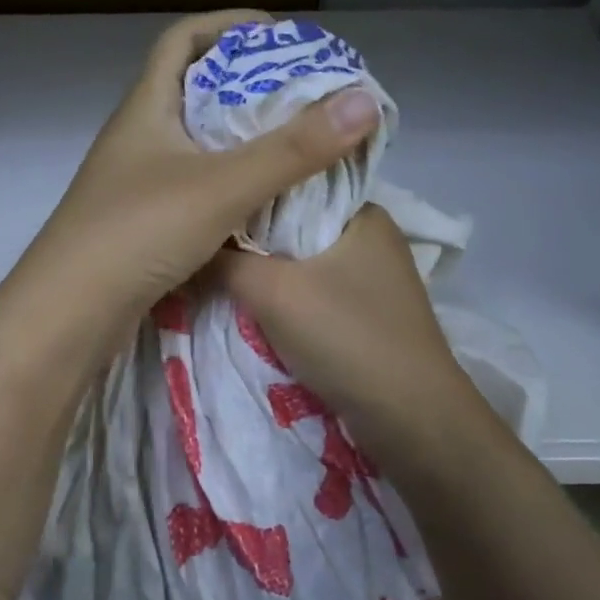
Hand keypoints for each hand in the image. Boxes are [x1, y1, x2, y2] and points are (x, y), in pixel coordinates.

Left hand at [23, 10, 380, 323]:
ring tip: (292, 143)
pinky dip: (227, 182)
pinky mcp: (140, 223)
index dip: (227, 25)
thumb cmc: (138, 232)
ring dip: (238, 137)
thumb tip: (364, 101)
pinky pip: (192, 186)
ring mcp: (134, 183)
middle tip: (301, 93)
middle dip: (245, 83)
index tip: (279, 35)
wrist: (69, 313)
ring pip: (193, 143)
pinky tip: (260, 200)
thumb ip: (293, 149)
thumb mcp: (222, 185)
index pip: (181, 41)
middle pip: (191, 90)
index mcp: (145, 109)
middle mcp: (136, 138)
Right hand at [208, 204, 477, 450]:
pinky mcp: (366, 314)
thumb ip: (225, 261)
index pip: (296, 181)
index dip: (250, 188)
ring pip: (302, 261)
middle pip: (296, 224)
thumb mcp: (271, 291)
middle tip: (202, 237)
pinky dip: (285, 297)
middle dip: (253, 235)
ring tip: (217, 269)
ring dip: (266, 271)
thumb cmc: (345, 336)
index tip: (209, 200)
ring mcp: (372, 279)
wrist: (408, 417)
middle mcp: (372, 238)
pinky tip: (252, 304)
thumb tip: (190, 246)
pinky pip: (313, 291)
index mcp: (364, 213)